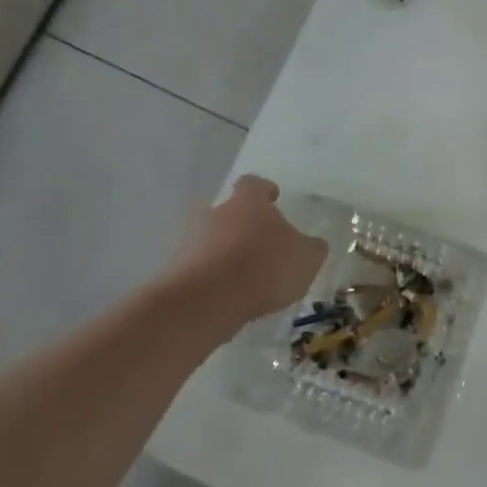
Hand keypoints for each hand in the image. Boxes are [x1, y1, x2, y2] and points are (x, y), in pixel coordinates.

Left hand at [170, 175, 326, 332]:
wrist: (205, 302)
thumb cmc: (263, 267)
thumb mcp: (306, 258)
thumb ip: (312, 248)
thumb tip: (312, 244)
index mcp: (248, 203)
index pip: (254, 184)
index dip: (264, 190)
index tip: (274, 199)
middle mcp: (215, 214)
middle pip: (228, 211)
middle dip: (241, 225)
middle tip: (260, 243)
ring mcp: (189, 241)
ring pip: (210, 239)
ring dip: (224, 252)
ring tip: (245, 276)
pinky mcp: (174, 271)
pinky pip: (197, 268)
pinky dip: (211, 277)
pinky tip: (228, 297)